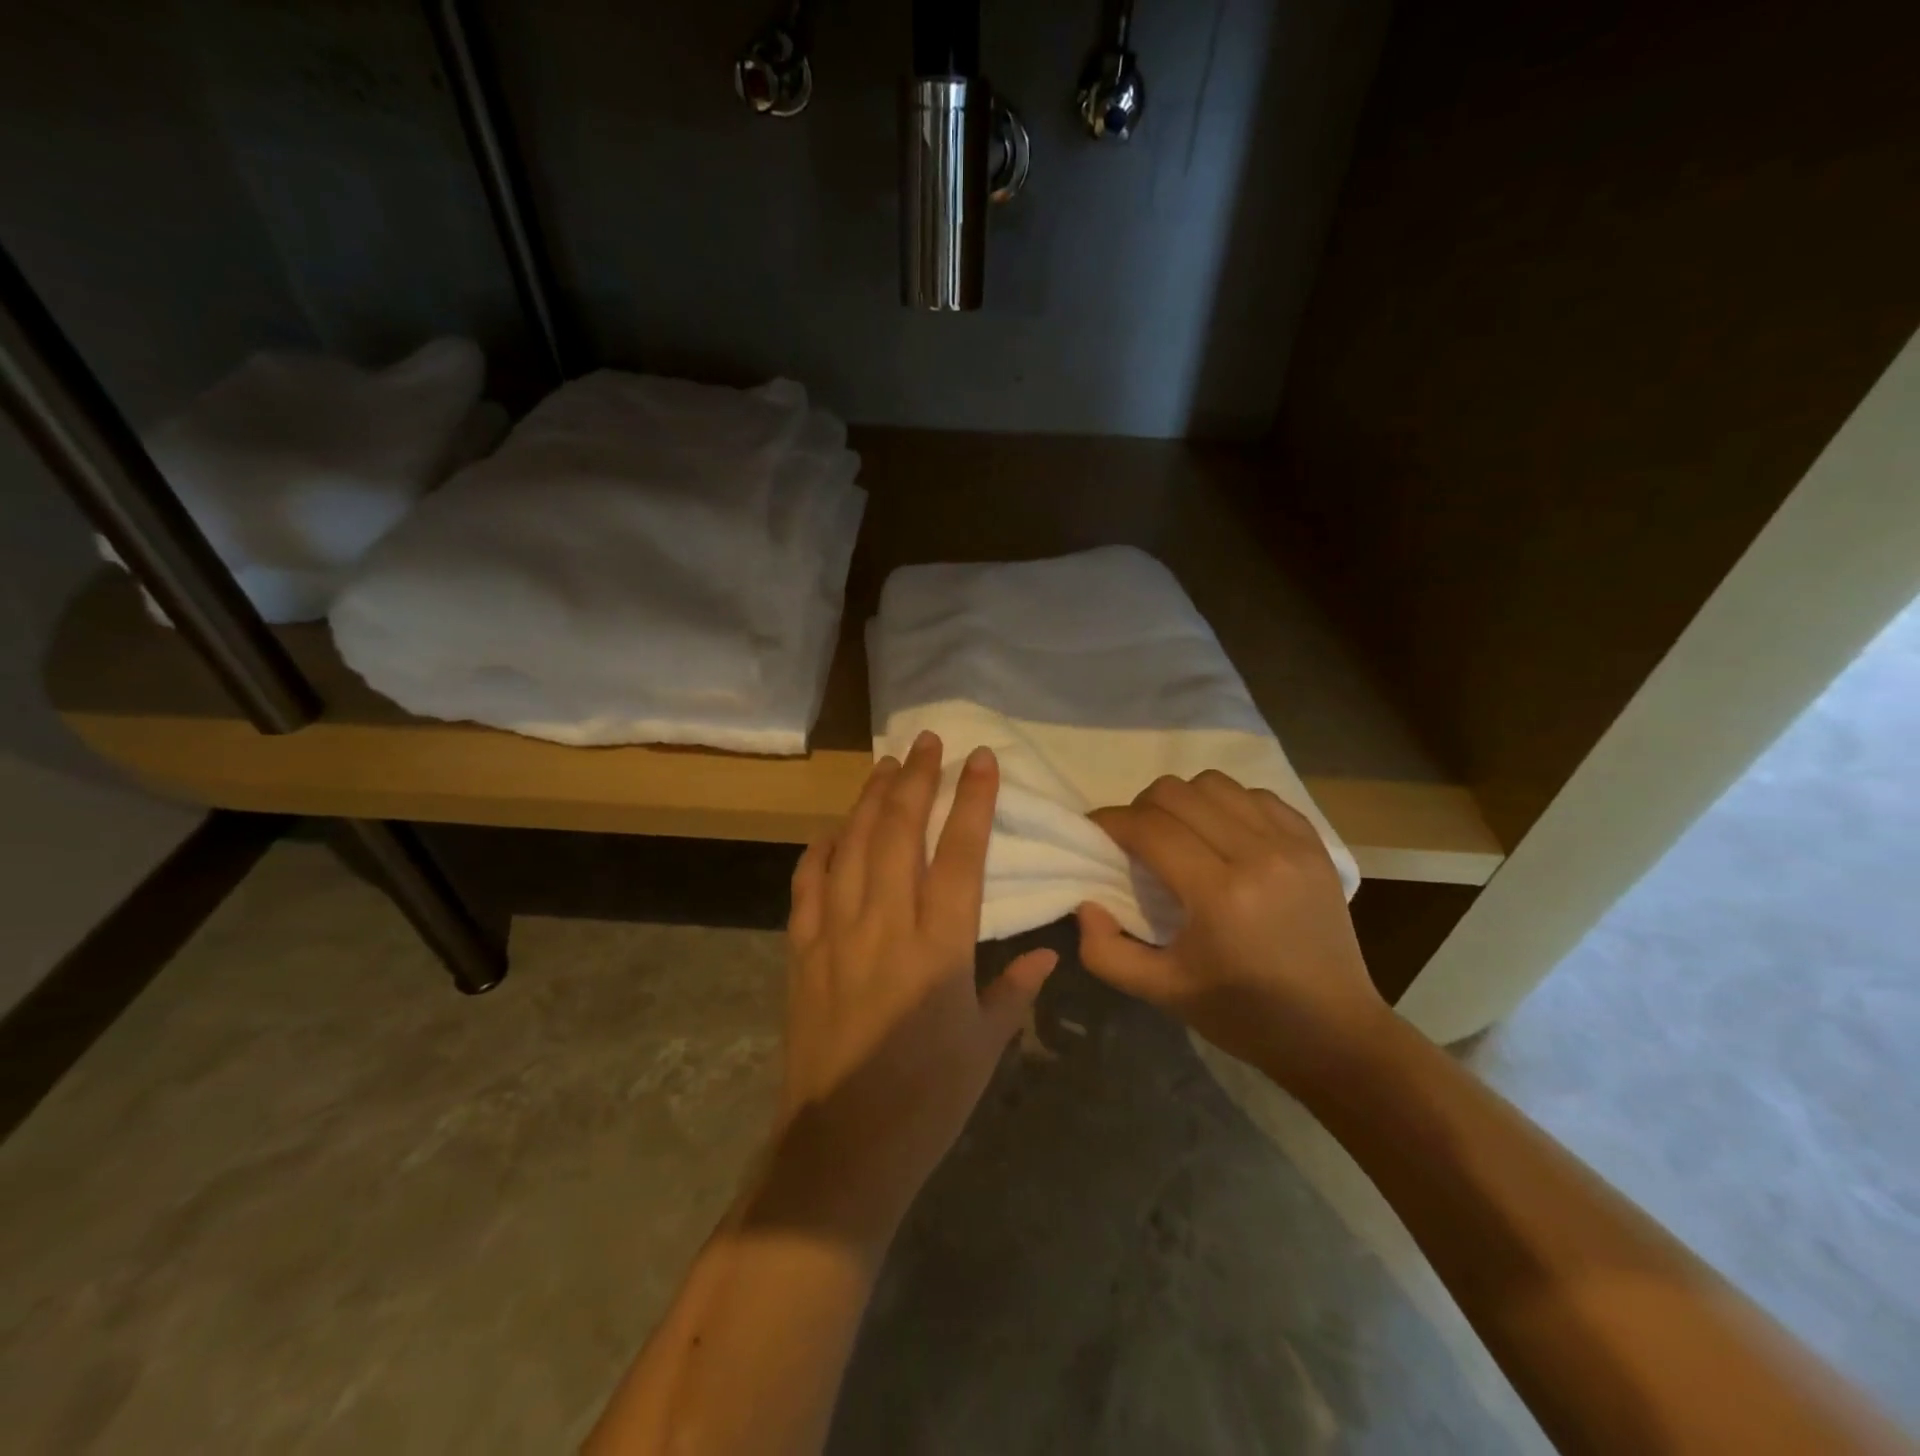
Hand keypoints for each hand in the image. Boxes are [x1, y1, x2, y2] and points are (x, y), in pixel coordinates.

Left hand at [772, 732, 1057, 1249]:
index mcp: (939, 945)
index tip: (982, 759)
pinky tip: (833, 830)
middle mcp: (886, 924)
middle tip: (928, 741)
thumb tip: (1050, 951)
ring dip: (870, 800)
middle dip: (917, 780)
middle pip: (900, 832)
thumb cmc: (928, 1101)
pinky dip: (821, 850)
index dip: (974, 801)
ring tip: (886, 765)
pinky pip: (809, 884)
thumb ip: (1016, 990)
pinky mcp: (801, 951)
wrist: (842, 1149)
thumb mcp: (986, 1046)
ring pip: (853, 846)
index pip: (961, 853)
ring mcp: (836, 933)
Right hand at [1077, 771, 1387, 1091]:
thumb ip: (1106, 952)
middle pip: (1177, 793)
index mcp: (1219, 896)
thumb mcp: (1162, 994)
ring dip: (1183, 801)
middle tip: (1134, 840)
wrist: (1335, 1032)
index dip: (1109, 822)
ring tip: (1178, 834)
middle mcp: (1258, 855)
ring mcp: (1291, 844)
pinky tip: (1222, 835)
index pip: (1149, 828)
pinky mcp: (1314, 844)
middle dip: (1140, 808)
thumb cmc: (1243, 1015)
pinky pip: (1256, 795)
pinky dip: (1227, 804)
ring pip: (1215, 784)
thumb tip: (1086, 903)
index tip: (1094, 834)